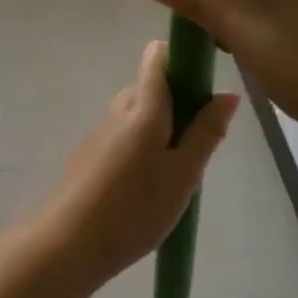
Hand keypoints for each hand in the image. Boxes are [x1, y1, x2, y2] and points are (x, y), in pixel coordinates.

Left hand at [37, 41, 238, 286]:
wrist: (69, 243)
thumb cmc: (135, 207)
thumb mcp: (183, 174)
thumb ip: (207, 131)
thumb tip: (228, 92)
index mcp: (144, 104)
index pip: (159, 55)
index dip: (183, 60)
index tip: (204, 89)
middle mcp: (120, 106)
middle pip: (152, 86)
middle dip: (180, 105)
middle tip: (197, 148)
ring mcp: (102, 128)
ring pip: (140, 113)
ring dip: (162, 130)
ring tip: (175, 175)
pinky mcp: (91, 151)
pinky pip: (126, 134)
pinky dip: (143, 147)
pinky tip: (148, 188)